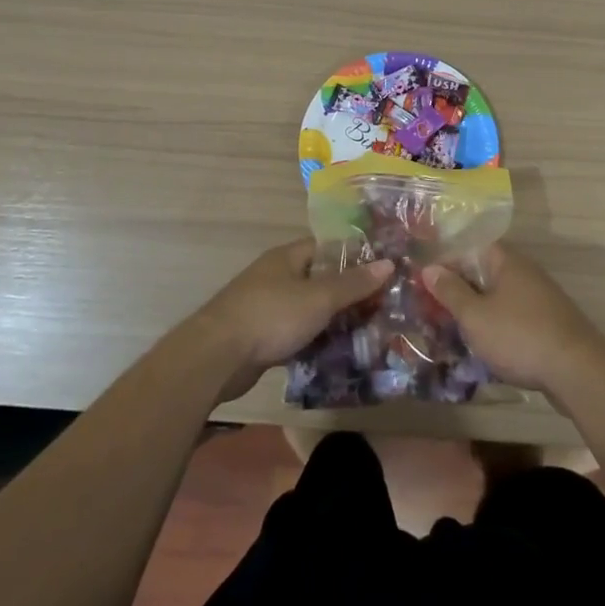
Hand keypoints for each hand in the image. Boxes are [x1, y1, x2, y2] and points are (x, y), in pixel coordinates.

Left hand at [196, 239, 391, 401]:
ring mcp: (265, 308)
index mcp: (286, 258)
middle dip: (347, 293)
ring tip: (367, 333)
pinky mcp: (260, 338)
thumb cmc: (271, 316)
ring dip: (332, 321)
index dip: (353, 256)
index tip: (381, 270)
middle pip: (318, 280)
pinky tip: (336, 356)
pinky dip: (313, 342)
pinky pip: (295, 335)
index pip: (325, 247)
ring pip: (307, 310)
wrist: (217, 357)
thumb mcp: (319, 298)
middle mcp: (275, 277)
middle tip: (381, 307)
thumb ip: (353, 283)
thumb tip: (387, 263)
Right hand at [425, 244, 604, 393]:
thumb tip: (429, 268)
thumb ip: (451, 291)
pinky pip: (513, 316)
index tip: (424, 279)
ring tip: (451, 327)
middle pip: (484, 271)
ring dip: (476, 308)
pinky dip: (495, 325)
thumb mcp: (475, 316)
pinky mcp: (548, 324)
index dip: (446, 260)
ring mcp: (540, 299)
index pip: (471, 247)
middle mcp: (525, 273)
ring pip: (498, 296)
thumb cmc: (519, 337)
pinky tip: (483, 344)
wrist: (578, 372)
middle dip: (458, 287)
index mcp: (507, 262)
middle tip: (432, 306)